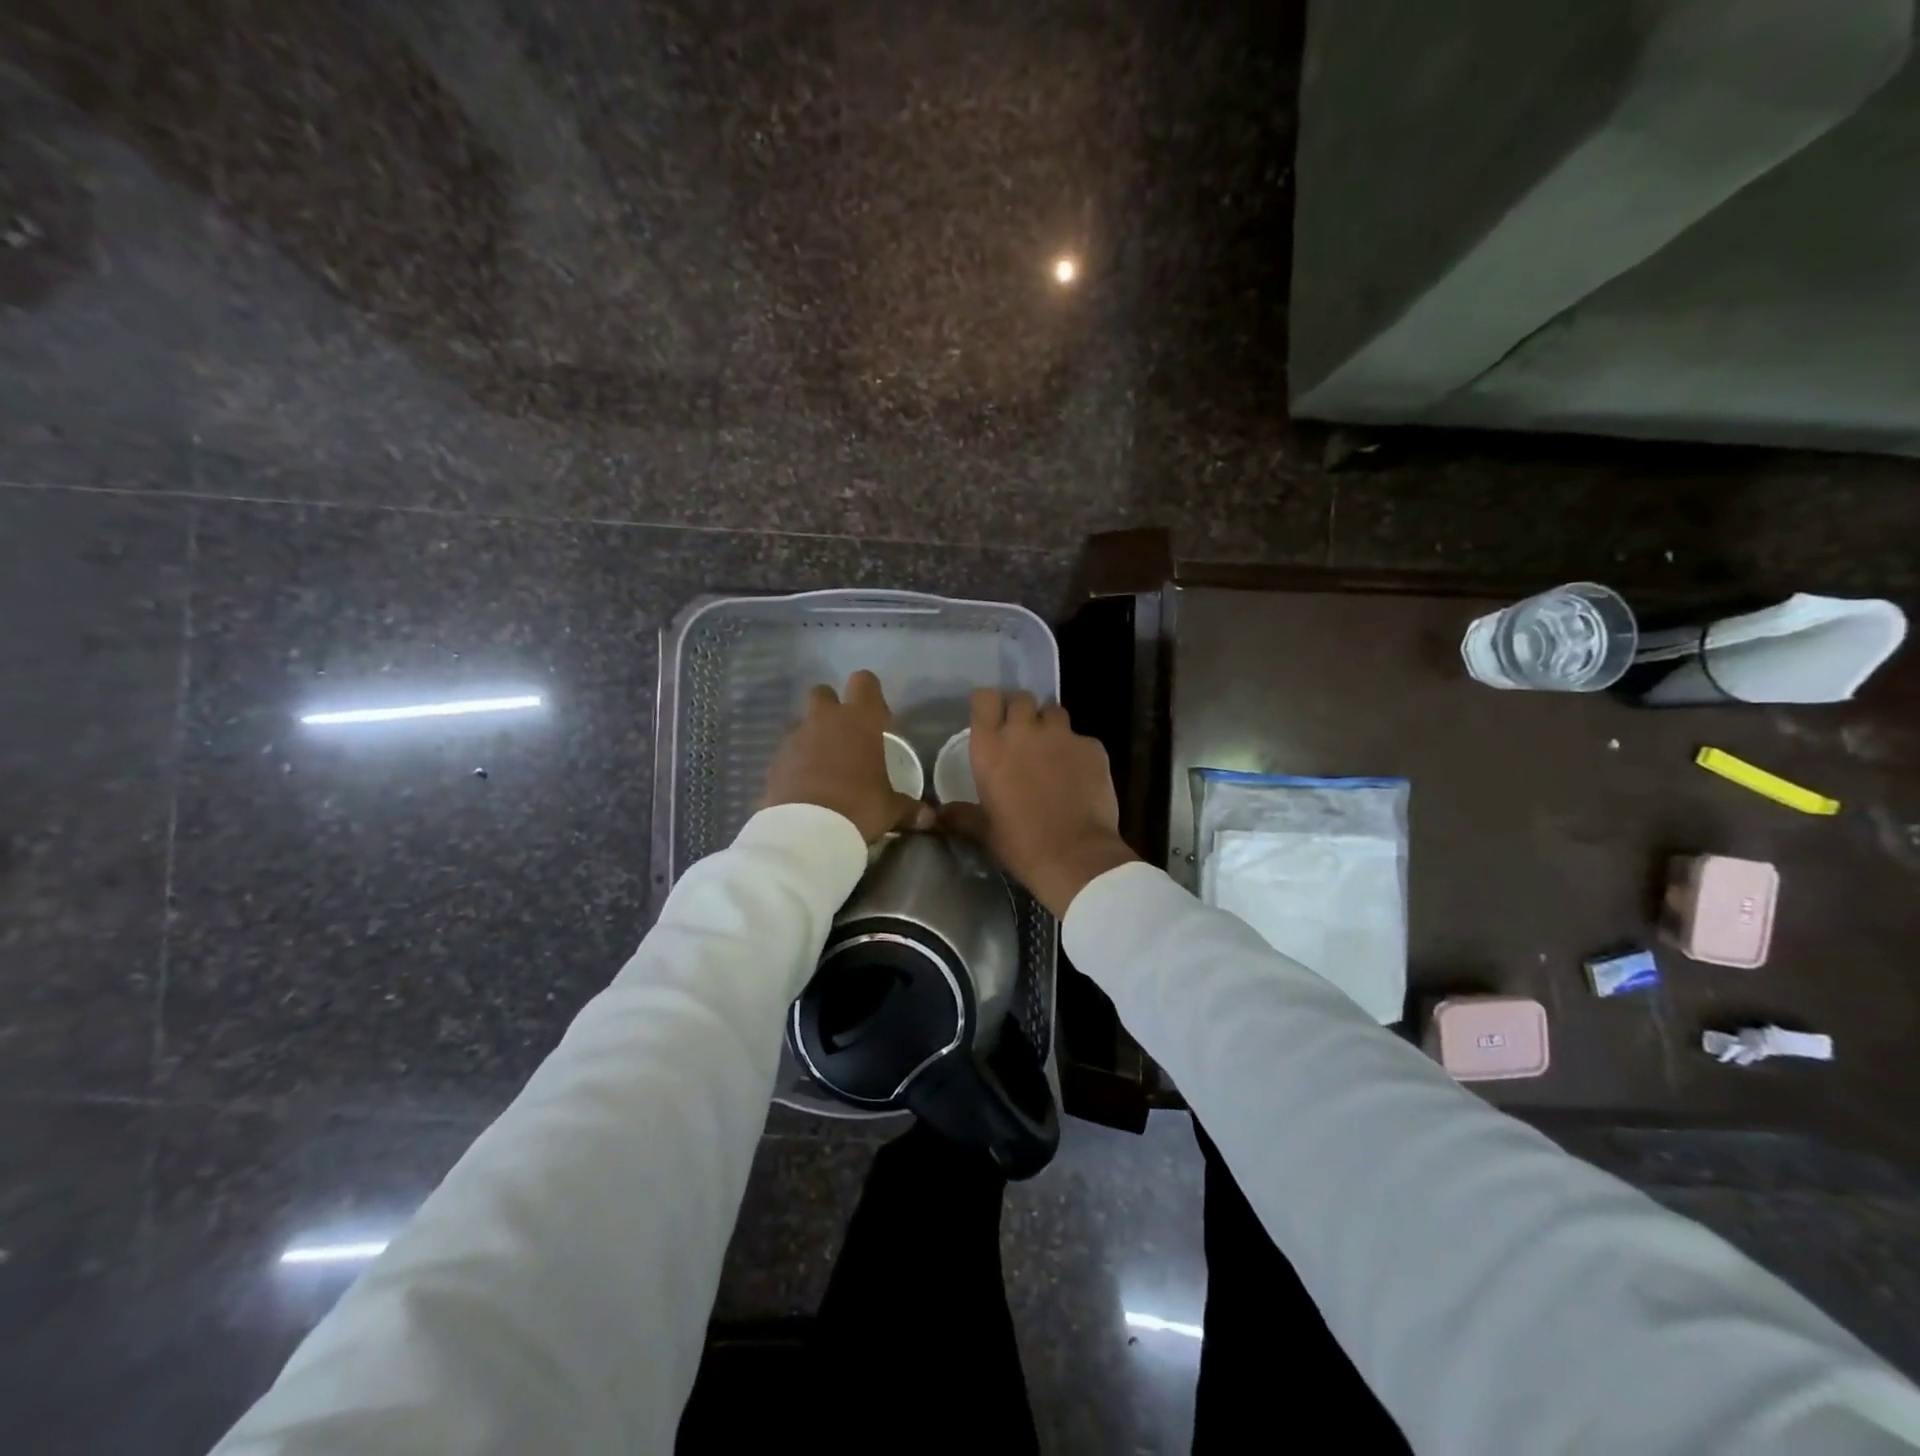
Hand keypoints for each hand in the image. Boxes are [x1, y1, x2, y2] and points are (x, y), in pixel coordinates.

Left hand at [763, 671, 931, 843]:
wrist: (808, 830)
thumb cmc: (860, 807)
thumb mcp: (890, 809)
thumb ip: (908, 808)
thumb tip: (928, 817)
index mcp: (860, 720)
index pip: (864, 681)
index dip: (870, 694)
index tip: (877, 717)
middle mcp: (826, 719)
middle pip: (823, 692)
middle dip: (831, 707)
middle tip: (844, 735)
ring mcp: (796, 737)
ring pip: (802, 721)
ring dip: (812, 734)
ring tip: (823, 764)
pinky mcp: (775, 759)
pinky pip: (787, 750)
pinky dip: (795, 761)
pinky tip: (805, 784)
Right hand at [941, 689, 1137, 917]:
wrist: (1076, 856)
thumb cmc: (1021, 844)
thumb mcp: (984, 830)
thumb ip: (962, 815)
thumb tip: (939, 814)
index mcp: (991, 747)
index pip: (984, 699)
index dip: (988, 704)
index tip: (991, 718)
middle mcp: (1024, 731)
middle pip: (1021, 698)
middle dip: (1021, 711)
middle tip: (1023, 735)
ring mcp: (1061, 736)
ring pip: (1054, 711)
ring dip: (1050, 726)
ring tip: (1052, 751)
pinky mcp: (1092, 747)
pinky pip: (1082, 739)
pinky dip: (1078, 751)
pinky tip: (1079, 776)